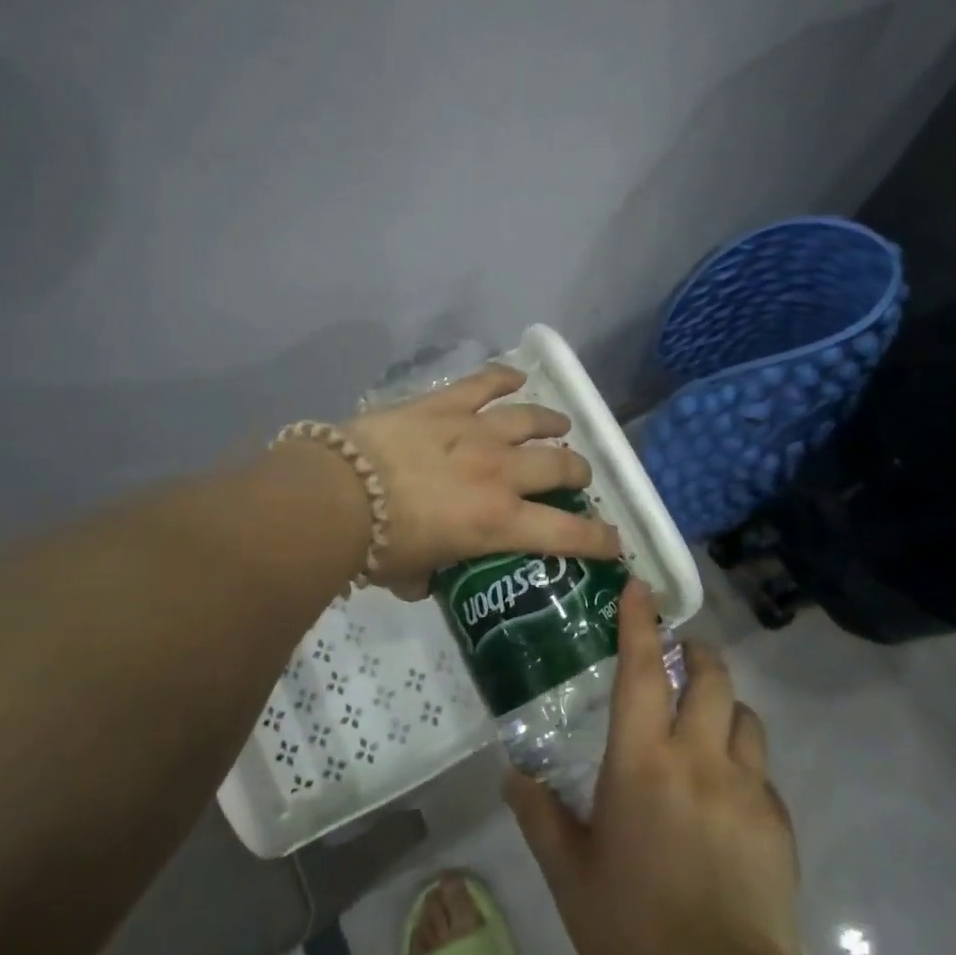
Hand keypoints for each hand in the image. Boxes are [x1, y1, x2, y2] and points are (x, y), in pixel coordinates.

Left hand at [339, 363, 621, 589]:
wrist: (340, 493)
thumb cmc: (377, 545)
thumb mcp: (412, 574)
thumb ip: (429, 575)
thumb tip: (426, 578)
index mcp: (499, 522)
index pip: (567, 533)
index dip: (599, 539)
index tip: (615, 541)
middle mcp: (500, 472)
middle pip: (559, 463)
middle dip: (577, 471)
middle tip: (576, 475)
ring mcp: (475, 431)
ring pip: (531, 418)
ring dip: (551, 421)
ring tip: (559, 423)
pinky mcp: (445, 404)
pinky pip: (484, 382)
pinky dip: (504, 377)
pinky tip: (516, 376)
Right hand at [506, 584, 801, 954]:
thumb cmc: (631, 929)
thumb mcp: (570, 873)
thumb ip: (539, 815)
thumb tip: (511, 775)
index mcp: (641, 761)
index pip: (642, 669)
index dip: (639, 622)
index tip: (638, 587)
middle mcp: (697, 757)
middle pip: (711, 676)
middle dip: (698, 653)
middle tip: (681, 656)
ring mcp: (746, 788)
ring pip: (745, 716)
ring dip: (725, 707)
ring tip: (707, 724)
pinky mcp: (778, 823)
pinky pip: (762, 771)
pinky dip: (743, 763)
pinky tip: (727, 798)